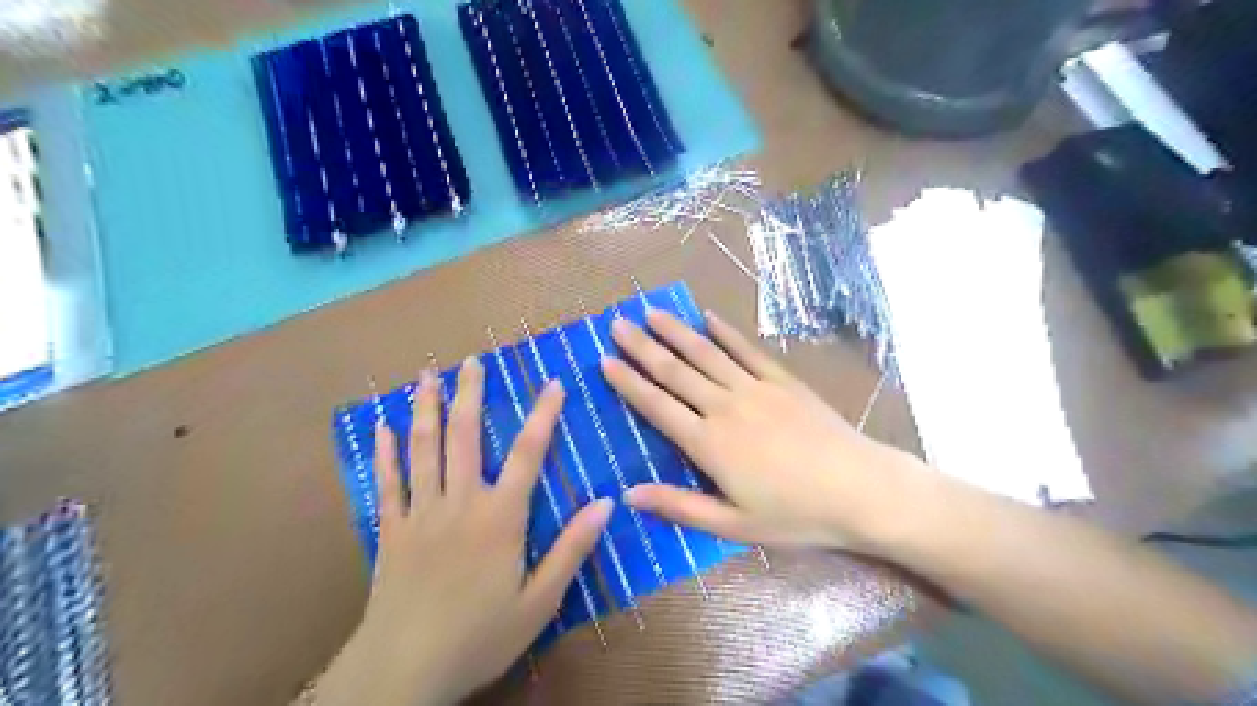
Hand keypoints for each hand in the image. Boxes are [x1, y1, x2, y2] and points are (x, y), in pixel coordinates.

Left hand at [320, 359, 615, 705]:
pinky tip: (381, 426)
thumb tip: (606, 503)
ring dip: (425, 409)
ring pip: (423, 449)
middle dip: (470, 395)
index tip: (552, 383)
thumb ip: (572, 549)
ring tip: (427, 375)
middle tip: (472, 361)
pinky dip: (384, 452)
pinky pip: (387, 483)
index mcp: (499, 517)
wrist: (403, 672)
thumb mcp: (540, 601)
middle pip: (464, 437)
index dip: (542, 415)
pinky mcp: (391, 531)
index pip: (527, 454)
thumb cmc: (479, 636)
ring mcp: (420, 513)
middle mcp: (459, 503)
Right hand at [603, 312, 925, 552]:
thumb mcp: (733, 525)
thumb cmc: (795, 514)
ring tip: (651, 312)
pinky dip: (725, 332)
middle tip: (617, 323)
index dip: (628, 383)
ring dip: (675, 331)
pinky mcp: (782, 380)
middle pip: (675, 371)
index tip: (605, 360)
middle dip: (642, 347)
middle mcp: (725, 407)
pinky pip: (746, 350)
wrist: (859, 489)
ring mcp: (755, 388)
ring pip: (706, 353)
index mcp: (708, 444)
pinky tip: (708, 317)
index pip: (657, 406)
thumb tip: (628, 495)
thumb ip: (679, 505)